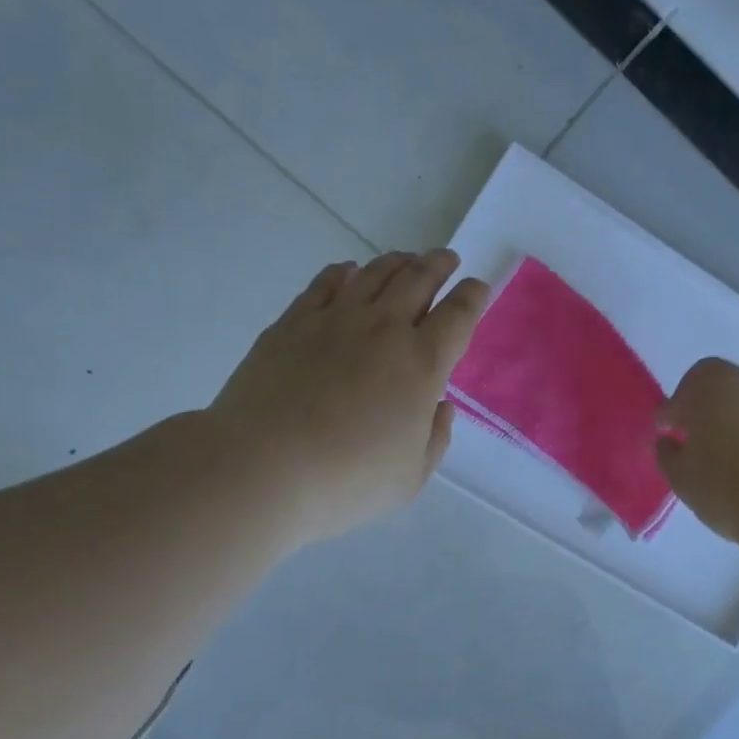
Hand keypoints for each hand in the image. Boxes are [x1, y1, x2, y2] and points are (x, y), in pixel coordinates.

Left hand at [208, 250, 488, 544]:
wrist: (262, 467)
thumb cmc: (346, 480)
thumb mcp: (410, 477)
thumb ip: (435, 438)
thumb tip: (439, 406)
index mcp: (421, 364)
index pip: (458, 315)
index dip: (472, 296)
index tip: (477, 288)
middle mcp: (383, 329)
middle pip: (418, 279)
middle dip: (438, 264)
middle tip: (446, 258)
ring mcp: (334, 320)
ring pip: (374, 274)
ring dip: (397, 262)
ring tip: (405, 260)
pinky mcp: (292, 323)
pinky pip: (325, 283)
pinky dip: (344, 272)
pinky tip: (348, 271)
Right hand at [656, 357, 738, 545]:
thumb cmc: (728, 489)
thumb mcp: (681, 478)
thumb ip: (667, 453)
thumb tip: (668, 440)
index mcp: (709, 387)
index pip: (682, 391)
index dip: (672, 412)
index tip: (667, 434)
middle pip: (717, 385)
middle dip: (703, 407)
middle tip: (695, 439)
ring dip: (732, 417)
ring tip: (726, 453)